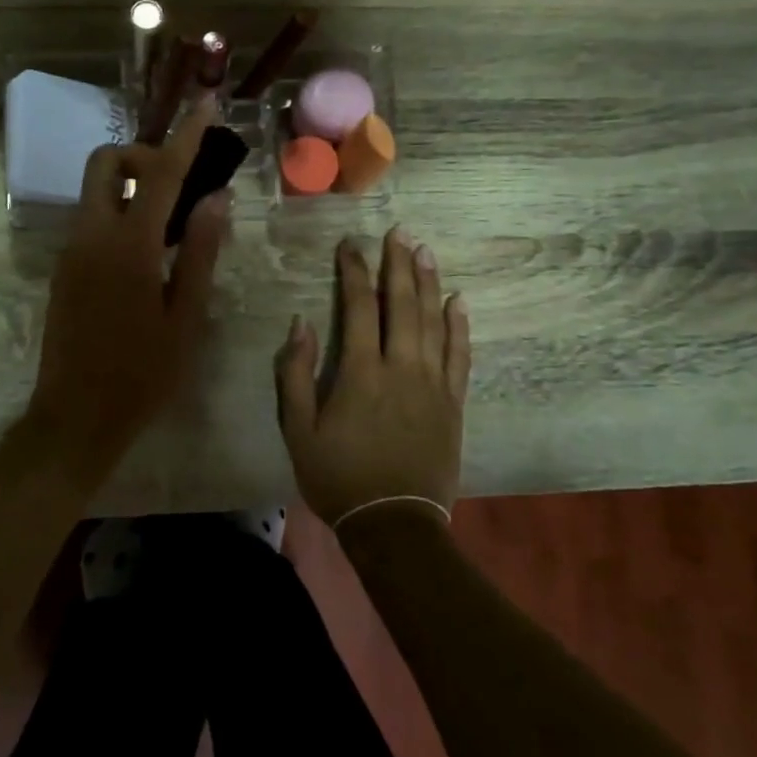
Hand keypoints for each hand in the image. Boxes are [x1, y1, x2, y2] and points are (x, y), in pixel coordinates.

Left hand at [27, 98, 227, 476]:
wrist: (75, 418)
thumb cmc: (143, 374)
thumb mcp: (186, 316)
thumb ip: (201, 251)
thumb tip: (216, 197)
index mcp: (129, 246)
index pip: (160, 172)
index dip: (186, 135)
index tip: (206, 104)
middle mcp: (92, 236)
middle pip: (106, 163)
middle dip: (142, 155)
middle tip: (179, 185)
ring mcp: (71, 251)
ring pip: (96, 190)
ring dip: (131, 185)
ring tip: (172, 221)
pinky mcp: (63, 268)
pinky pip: (92, 219)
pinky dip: (120, 213)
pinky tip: (148, 252)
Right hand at [275, 228, 469, 526]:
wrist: (395, 524)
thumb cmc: (339, 476)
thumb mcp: (299, 429)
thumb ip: (296, 373)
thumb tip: (300, 323)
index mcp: (361, 371)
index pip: (359, 306)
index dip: (354, 271)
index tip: (349, 244)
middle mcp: (401, 367)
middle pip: (403, 304)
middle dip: (399, 264)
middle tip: (400, 232)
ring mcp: (433, 383)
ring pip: (433, 321)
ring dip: (429, 283)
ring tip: (426, 251)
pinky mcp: (453, 402)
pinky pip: (460, 355)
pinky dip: (460, 326)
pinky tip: (459, 301)